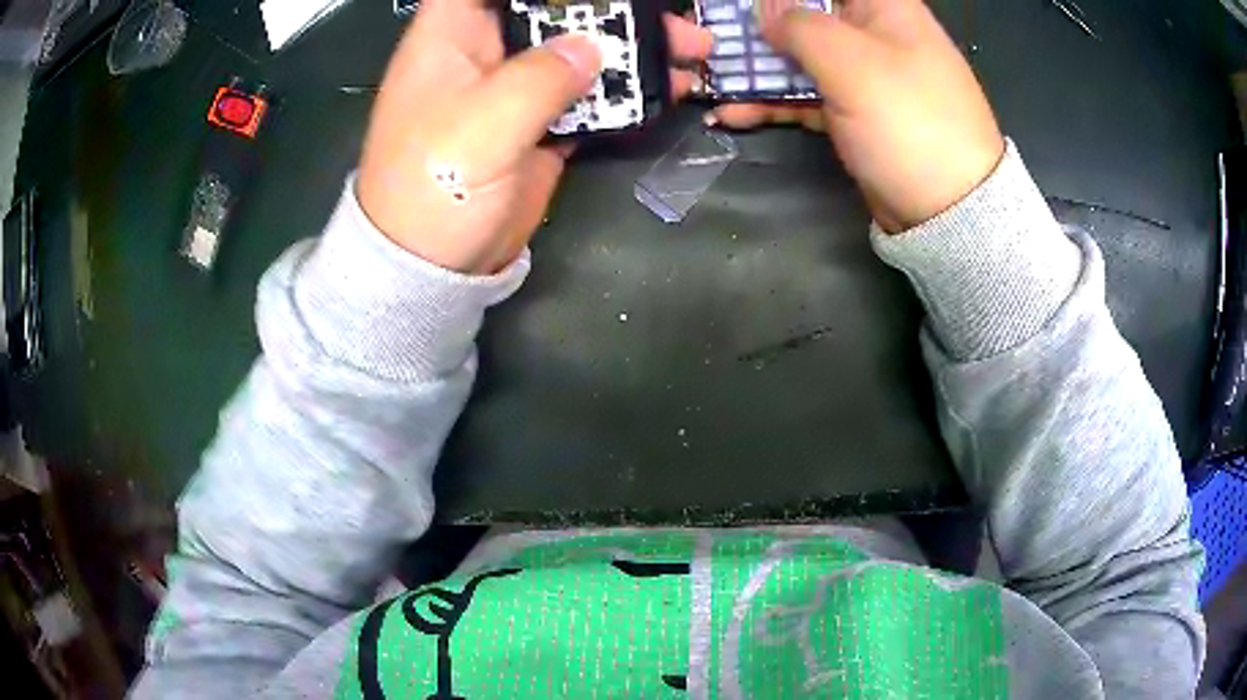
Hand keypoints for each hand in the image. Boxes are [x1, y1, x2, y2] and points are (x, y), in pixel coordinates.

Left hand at [357, 0, 713, 274]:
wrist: (433, 266)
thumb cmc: (435, 188)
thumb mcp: (483, 124)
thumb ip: (539, 78)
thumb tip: (590, 49)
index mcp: (454, 35)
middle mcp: (486, 50)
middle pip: (551, 8)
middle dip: (610, 9)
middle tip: (673, 19)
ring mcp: (517, 87)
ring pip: (580, 48)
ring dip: (634, 47)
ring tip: (692, 49)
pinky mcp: (541, 122)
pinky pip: (591, 93)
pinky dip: (629, 90)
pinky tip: (671, 86)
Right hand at [707, 0, 1004, 231]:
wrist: (950, 213)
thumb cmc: (910, 123)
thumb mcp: (853, 64)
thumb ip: (800, 27)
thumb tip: (764, 10)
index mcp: (882, 6)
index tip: (744, 6)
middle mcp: (871, 31)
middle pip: (804, 13)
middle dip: (758, 26)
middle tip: (712, 39)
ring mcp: (861, 73)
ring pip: (798, 54)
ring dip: (755, 66)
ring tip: (709, 79)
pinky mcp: (852, 111)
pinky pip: (804, 94)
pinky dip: (770, 101)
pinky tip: (731, 111)